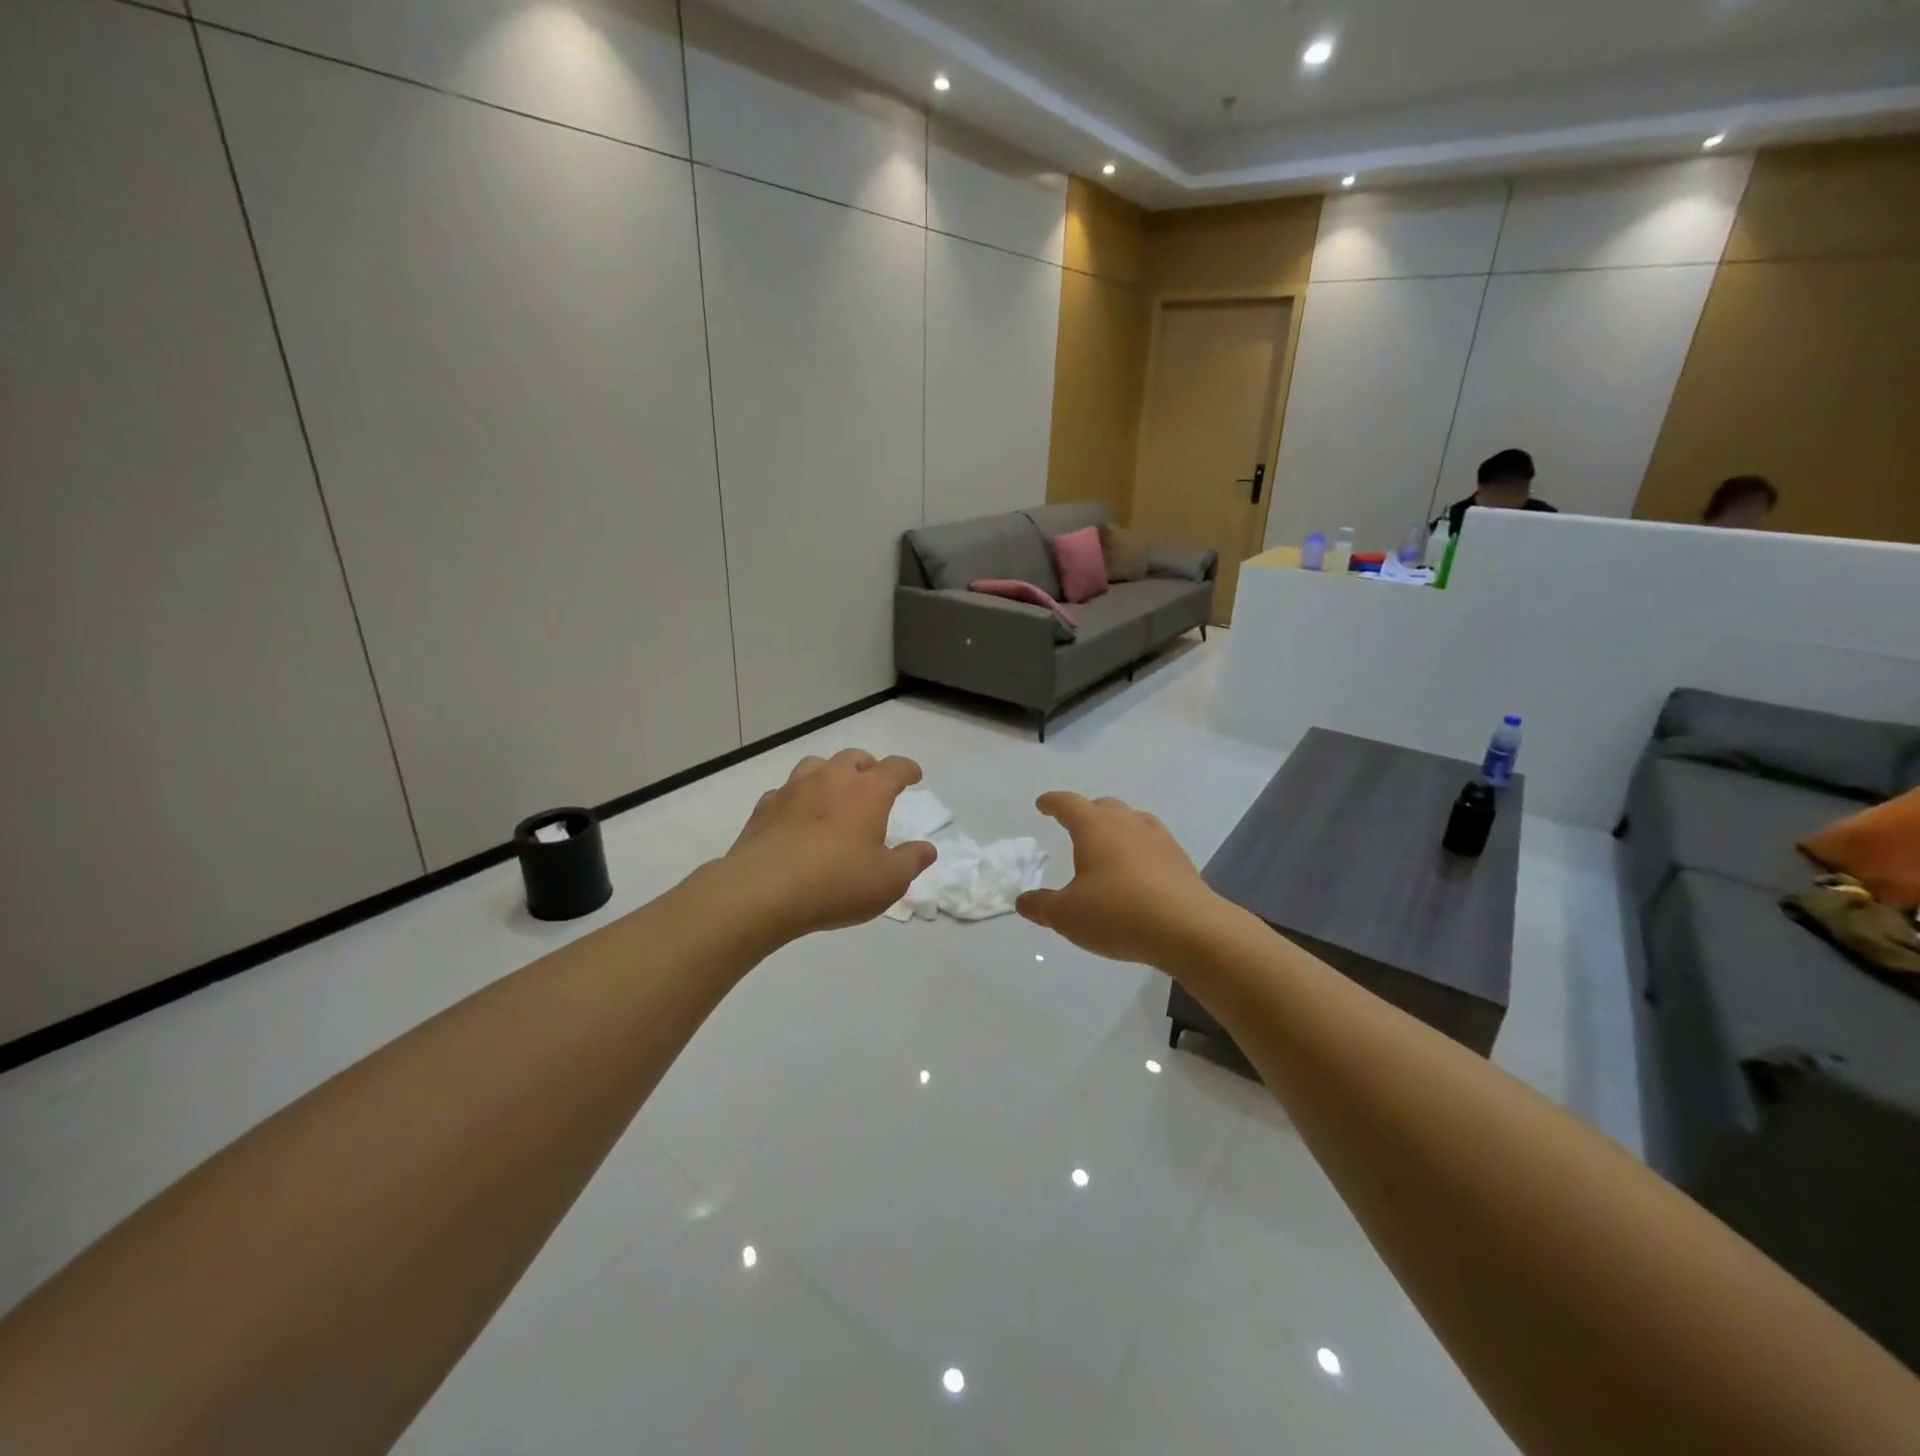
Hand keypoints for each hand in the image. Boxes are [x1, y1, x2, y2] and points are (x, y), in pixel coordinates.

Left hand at [720, 749, 936, 944]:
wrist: (762, 890)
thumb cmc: (837, 882)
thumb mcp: (888, 880)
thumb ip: (911, 861)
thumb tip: (927, 849)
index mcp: (867, 791)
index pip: (895, 768)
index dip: (907, 770)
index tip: (914, 775)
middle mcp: (831, 779)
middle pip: (854, 758)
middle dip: (868, 767)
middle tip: (873, 784)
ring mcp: (793, 789)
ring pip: (816, 766)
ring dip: (830, 774)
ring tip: (834, 794)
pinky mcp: (764, 807)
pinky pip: (786, 792)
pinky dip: (797, 799)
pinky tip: (797, 818)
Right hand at [1016, 792, 1220, 966]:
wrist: (1188, 928)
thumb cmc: (1117, 913)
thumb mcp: (1067, 915)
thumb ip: (1042, 906)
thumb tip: (1024, 901)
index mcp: (1094, 828)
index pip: (1068, 804)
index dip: (1053, 803)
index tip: (1043, 804)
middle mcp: (1127, 823)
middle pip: (1103, 806)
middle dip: (1086, 812)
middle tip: (1075, 824)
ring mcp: (1158, 839)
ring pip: (1132, 820)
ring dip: (1116, 826)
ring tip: (1108, 843)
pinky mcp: (1179, 860)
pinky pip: (1152, 842)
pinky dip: (1138, 847)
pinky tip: (1138, 868)